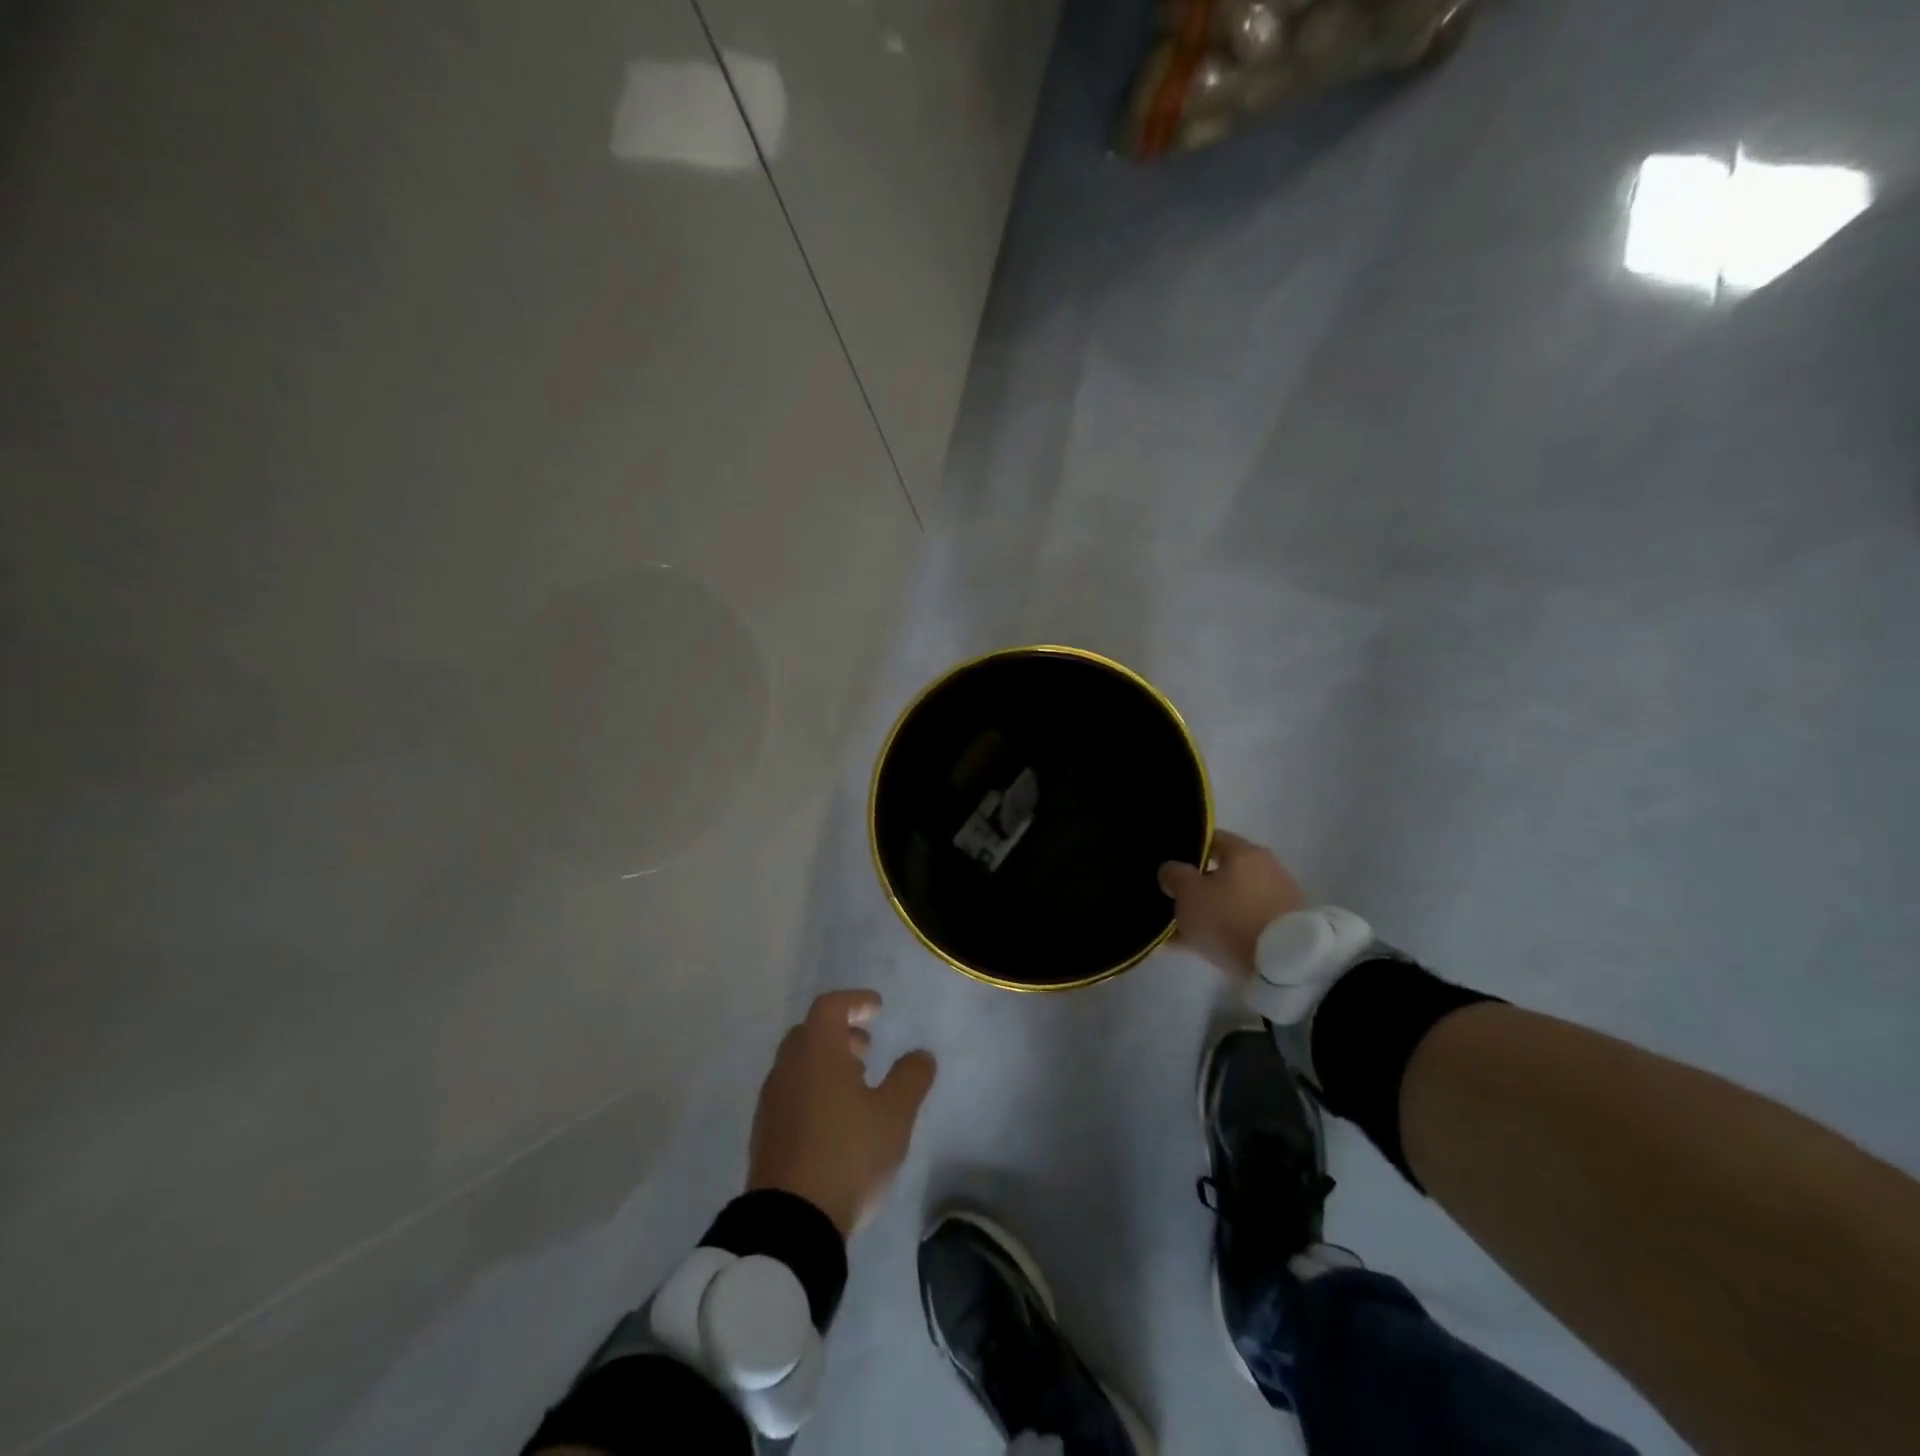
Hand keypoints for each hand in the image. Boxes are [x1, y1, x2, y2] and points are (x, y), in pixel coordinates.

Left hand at [746, 989, 936, 1237]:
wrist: (790, 1223)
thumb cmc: (847, 1154)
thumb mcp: (894, 1114)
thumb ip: (910, 1078)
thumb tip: (920, 1054)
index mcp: (816, 1052)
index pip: (830, 1006)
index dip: (855, 1002)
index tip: (877, 1008)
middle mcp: (787, 1068)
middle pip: (810, 1033)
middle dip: (840, 1033)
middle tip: (866, 1048)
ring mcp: (771, 1102)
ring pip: (799, 1065)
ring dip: (827, 1064)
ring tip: (857, 1085)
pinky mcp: (765, 1134)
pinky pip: (791, 1093)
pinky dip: (813, 1089)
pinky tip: (835, 1119)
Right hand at [1159, 830, 1307, 980]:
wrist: (1283, 966)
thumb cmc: (1230, 918)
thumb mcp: (1189, 894)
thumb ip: (1174, 875)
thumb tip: (1171, 869)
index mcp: (1244, 852)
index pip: (1211, 839)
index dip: (1186, 850)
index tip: (1169, 868)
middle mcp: (1266, 869)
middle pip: (1222, 873)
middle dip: (1196, 887)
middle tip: (1172, 902)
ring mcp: (1278, 900)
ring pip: (1231, 901)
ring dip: (1210, 912)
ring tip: (1181, 933)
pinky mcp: (1283, 930)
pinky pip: (1243, 924)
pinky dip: (1224, 931)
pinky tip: (1200, 947)